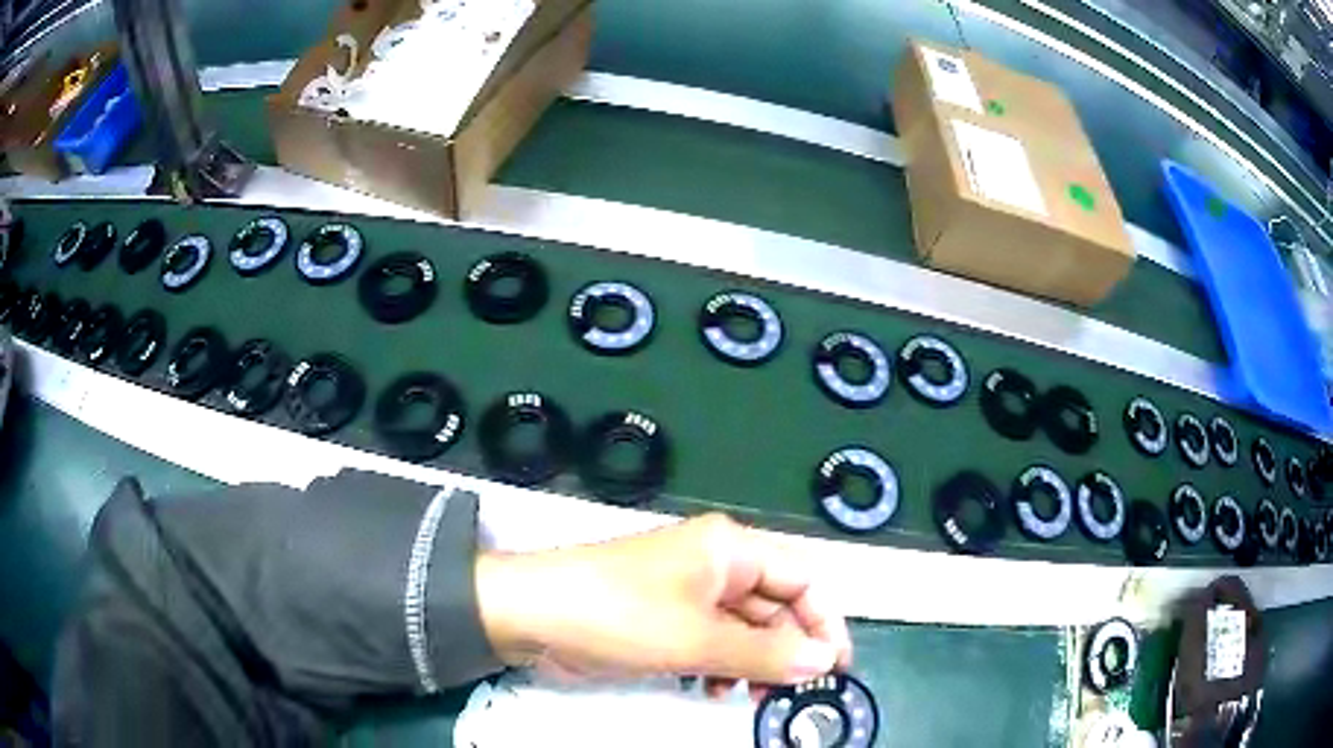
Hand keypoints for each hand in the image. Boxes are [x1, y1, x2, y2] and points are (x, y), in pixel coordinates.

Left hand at [476, 513, 851, 694]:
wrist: (530, 615)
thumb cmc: (619, 615)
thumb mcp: (699, 640)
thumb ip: (767, 654)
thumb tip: (824, 661)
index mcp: (731, 549)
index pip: (802, 579)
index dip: (824, 621)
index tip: (835, 667)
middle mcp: (715, 564)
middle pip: (775, 605)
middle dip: (787, 650)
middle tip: (790, 693)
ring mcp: (688, 592)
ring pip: (745, 628)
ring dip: (754, 663)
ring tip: (748, 697)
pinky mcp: (665, 617)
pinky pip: (712, 640)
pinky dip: (721, 665)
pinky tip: (712, 690)